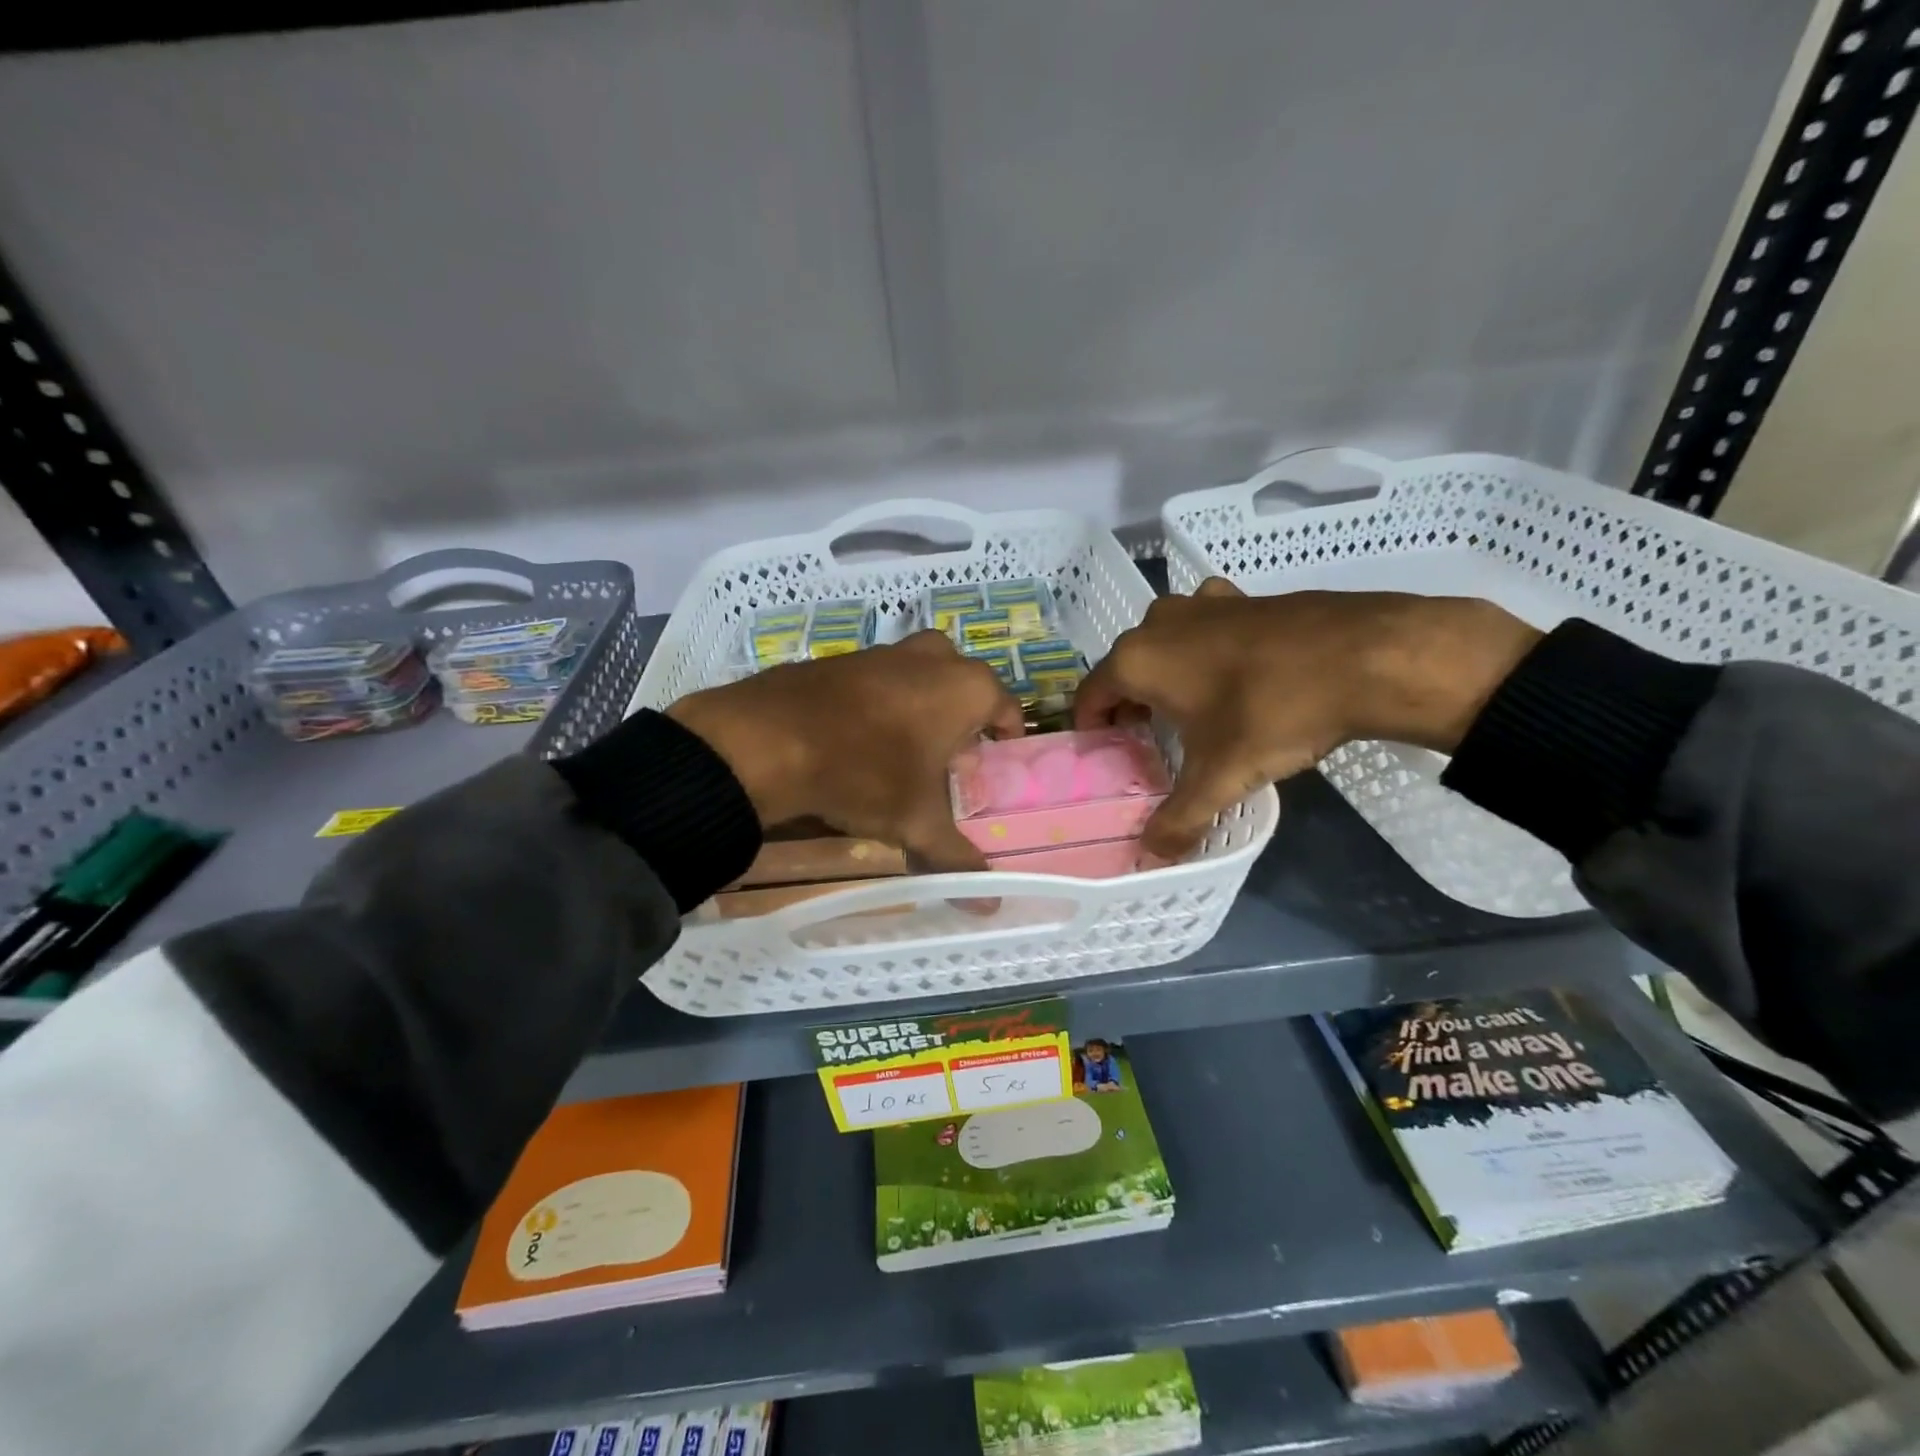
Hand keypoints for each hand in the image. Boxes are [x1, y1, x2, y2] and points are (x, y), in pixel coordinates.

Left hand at [668, 630, 1024, 872]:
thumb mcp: (915, 822)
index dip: (1005, 740)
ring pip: (921, 676)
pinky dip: (881, 702)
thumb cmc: (865, 774)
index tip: (993, 766)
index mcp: (966, 687)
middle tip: (950, 760)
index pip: (1007, 708)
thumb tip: (990, 905)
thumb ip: (957, 858)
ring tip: (906, 752)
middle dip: (963, 719)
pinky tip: (860, 738)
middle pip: (965, 686)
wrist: (768, 740)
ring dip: (923, 707)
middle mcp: (932, 658)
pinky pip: (879, 678)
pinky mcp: (842, 656)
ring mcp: (884, 651)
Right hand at [1075, 578, 1540, 857]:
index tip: (1106, 755)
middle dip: (1130, 706)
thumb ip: (1179, 819)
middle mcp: (1158, 623)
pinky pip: (1205, 628)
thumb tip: (1151, 859)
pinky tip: (1234, 676)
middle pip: (1126, 669)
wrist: (1366, 656)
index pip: (1089, 695)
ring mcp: (1203, 603)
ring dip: (1166, 676)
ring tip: (1188, 712)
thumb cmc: (1272, 713)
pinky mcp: (1243, 597)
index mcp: (1137, 659)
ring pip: (1165, 645)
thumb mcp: (1220, 776)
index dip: (1092, 729)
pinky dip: (1205, 652)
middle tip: (1148, 744)